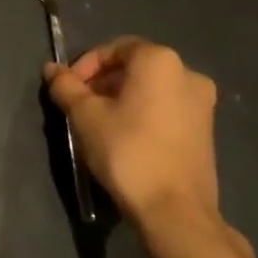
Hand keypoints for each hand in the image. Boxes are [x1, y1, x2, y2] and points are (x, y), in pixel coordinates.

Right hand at [44, 37, 222, 233]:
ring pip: (151, 88)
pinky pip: (166, 107)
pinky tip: (124, 137)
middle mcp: (188, 73)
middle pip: (134, 67)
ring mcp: (202, 103)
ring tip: (98, 123)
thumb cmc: (127, 150)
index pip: (114, 48)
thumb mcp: (85, 116)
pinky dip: (142, 112)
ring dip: (121, 98)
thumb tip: (51, 68)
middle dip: (102, 82)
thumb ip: (66, 86)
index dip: (85, 65)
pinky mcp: (206, 129)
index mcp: (160, 61)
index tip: (68, 89)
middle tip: (79, 105)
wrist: (174, 208)